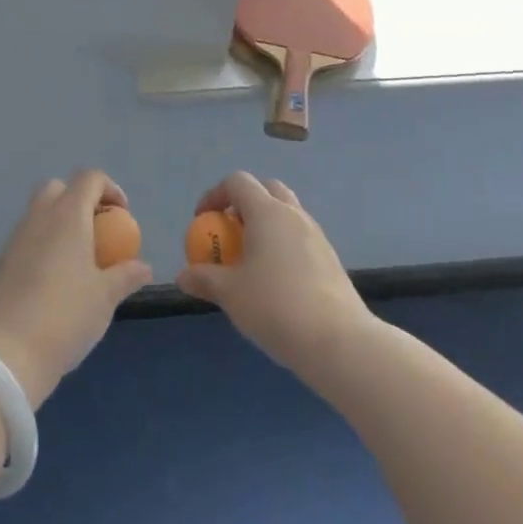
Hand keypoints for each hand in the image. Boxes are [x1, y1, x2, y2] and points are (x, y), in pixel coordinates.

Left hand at [0, 169, 153, 409]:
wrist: (6, 355)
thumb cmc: (65, 317)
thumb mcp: (105, 298)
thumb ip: (126, 275)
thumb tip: (144, 266)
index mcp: (67, 215)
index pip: (89, 178)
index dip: (110, 189)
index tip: (122, 217)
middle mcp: (39, 217)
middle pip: (58, 188)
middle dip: (80, 200)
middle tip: (98, 231)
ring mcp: (15, 239)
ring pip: (39, 213)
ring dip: (60, 224)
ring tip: (79, 260)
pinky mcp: (1, 262)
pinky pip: (27, 238)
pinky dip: (44, 245)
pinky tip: (55, 281)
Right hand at [176, 172, 372, 377]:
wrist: (339, 341)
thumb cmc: (276, 307)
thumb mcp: (231, 294)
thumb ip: (204, 279)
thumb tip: (183, 276)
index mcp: (267, 212)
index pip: (238, 182)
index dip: (214, 195)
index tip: (202, 221)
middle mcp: (293, 215)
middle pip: (266, 190)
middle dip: (243, 204)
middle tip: (229, 233)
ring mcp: (316, 235)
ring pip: (286, 213)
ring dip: (264, 225)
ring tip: (250, 260)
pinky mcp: (330, 258)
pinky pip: (299, 238)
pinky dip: (282, 245)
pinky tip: (275, 280)